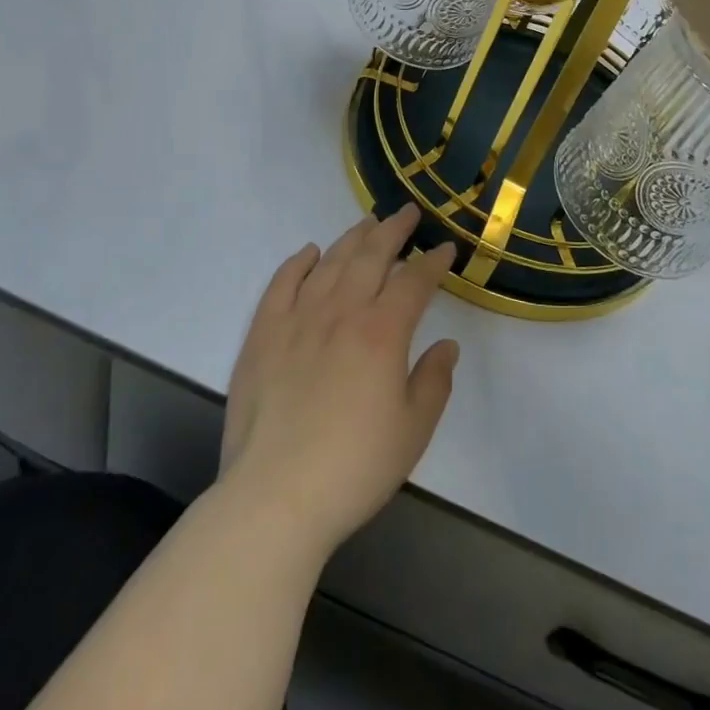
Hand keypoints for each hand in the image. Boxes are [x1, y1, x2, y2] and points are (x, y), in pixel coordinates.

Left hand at [218, 205, 458, 557]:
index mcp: (382, 332)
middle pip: (372, 256)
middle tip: (408, 213)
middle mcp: (341, 311)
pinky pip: (282, 282)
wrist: (275, 496)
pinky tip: (310, 252)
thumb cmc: (353, 467)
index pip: (414, 281)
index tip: (445, 248)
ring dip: (353, 238)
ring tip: (368, 223)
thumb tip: (446, 345)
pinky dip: (298, 262)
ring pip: (331, 261)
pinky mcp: (263, 332)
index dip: (433, 262)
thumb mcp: (413, 431)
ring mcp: (298, 317)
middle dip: (394, 230)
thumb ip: (434, 381)